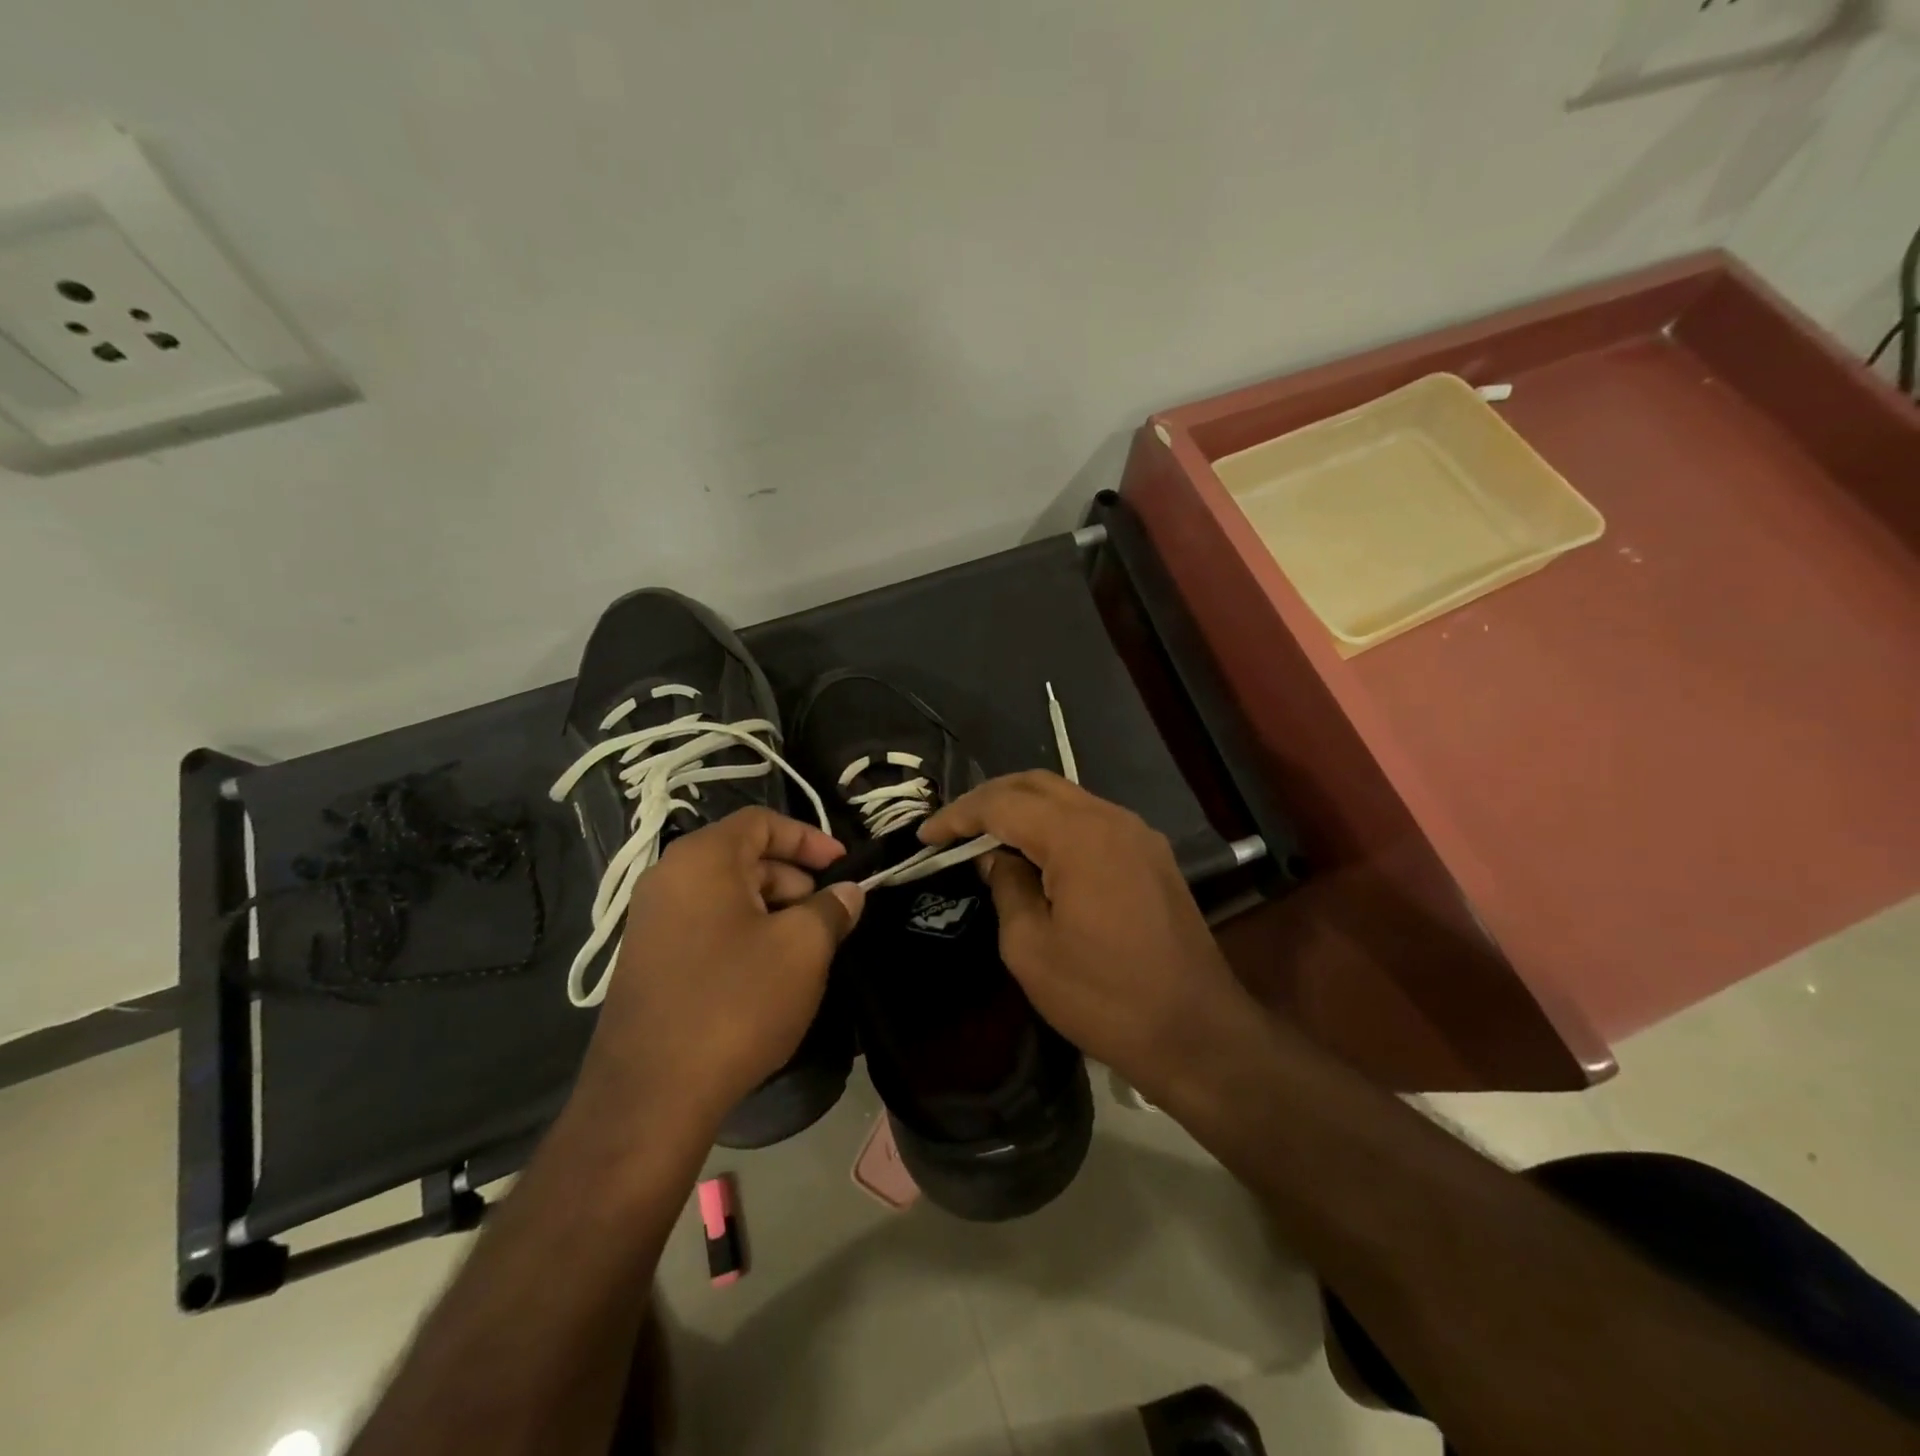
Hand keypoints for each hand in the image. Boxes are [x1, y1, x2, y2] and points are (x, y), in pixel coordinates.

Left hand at [574, 807, 863, 1138]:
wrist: (650, 1096)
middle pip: (744, 857)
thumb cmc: (735, 1001)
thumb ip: (832, 909)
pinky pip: (707, 927)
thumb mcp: (802, 949)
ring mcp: (652, 922)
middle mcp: (668, 878)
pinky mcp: (649, 961)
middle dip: (794, 879)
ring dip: (772, 910)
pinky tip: (767, 975)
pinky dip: (744, 934)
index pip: (762, 822)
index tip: (843, 867)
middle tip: (827, 915)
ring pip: (727, 895)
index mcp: (701, 859)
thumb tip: (848, 892)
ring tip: (803, 950)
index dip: (809, 838)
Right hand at [920, 772, 1253, 1103]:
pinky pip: (1092, 821)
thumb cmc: (1104, 997)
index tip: (926, 836)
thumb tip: (996, 858)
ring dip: (1023, 808)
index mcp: (1078, 836)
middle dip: (989, 799)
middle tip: (953, 827)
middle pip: (1038, 784)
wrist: (1196, 1032)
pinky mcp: (1152, 855)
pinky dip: (1055, 825)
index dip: (959, 815)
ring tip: (987, 836)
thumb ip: (1007, 888)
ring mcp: (1138, 834)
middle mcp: (1111, 819)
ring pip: (1068, 798)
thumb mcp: (1030, 949)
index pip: (1004, 803)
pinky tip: (1036, 853)